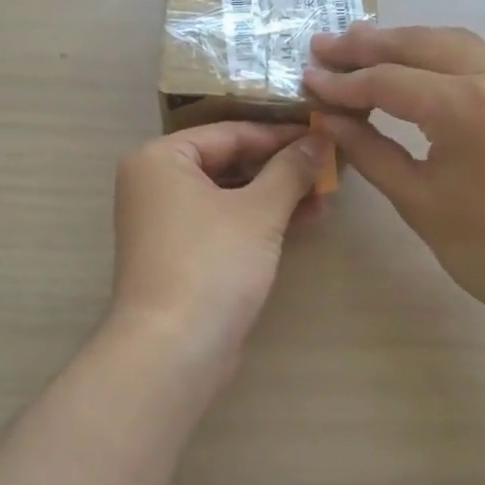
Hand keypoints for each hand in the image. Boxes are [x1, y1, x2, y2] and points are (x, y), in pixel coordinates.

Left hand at [110, 122, 327, 360]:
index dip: (281, 134)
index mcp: (161, 159)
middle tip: (329, 167)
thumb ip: (291, 169)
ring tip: (326, 196)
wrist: (174, 351)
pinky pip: (225, 222)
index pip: (230, 132)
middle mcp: (156, 184)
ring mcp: (166, 222)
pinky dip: (260, 219)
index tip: (324, 134)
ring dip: (277, 194)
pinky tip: (304, 220)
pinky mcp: (181, 255)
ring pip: (230, 194)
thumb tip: (320, 139)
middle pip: (229, 162)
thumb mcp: (259, 210)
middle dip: (281, 167)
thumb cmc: (212, 264)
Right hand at [304, 24, 484, 318]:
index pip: (389, 81)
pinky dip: (437, 55)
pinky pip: (476, 57)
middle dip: (368, 44)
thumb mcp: (414, 197)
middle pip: (420, 44)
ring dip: (404, 43)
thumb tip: (327, 117)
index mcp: (467, 106)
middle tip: (324, 46)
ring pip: (451, 42)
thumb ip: (366, 148)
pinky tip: (410, 64)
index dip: (344, 82)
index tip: (308, 78)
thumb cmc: (484, 247)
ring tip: (358, 45)